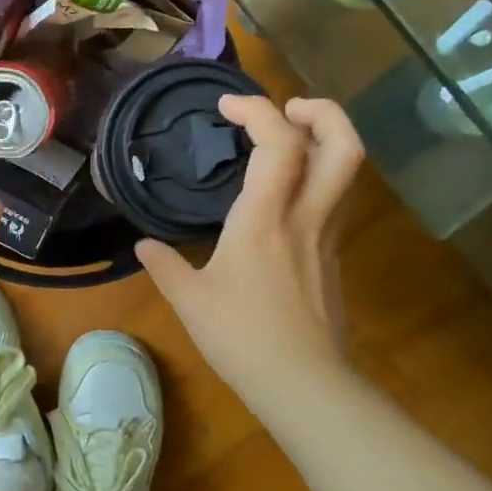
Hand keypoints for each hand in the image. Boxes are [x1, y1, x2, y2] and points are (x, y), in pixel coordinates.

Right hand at [136, 96, 363, 409]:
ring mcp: (327, 237)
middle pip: (343, 144)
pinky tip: (281, 197)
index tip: (226, 106)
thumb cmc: (241, 338)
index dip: (258, 110)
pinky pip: (333, 200)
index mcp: (265, 219)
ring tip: (285, 141)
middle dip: (321, 110)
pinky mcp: (333, 257)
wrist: (302, 383)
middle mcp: (306, 217)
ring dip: (323, 140)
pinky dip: (314, 178)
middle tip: (287, 108)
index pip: (279, 143)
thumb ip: (165, 266)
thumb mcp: (190, 301)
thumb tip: (144, 246)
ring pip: (346, 171)